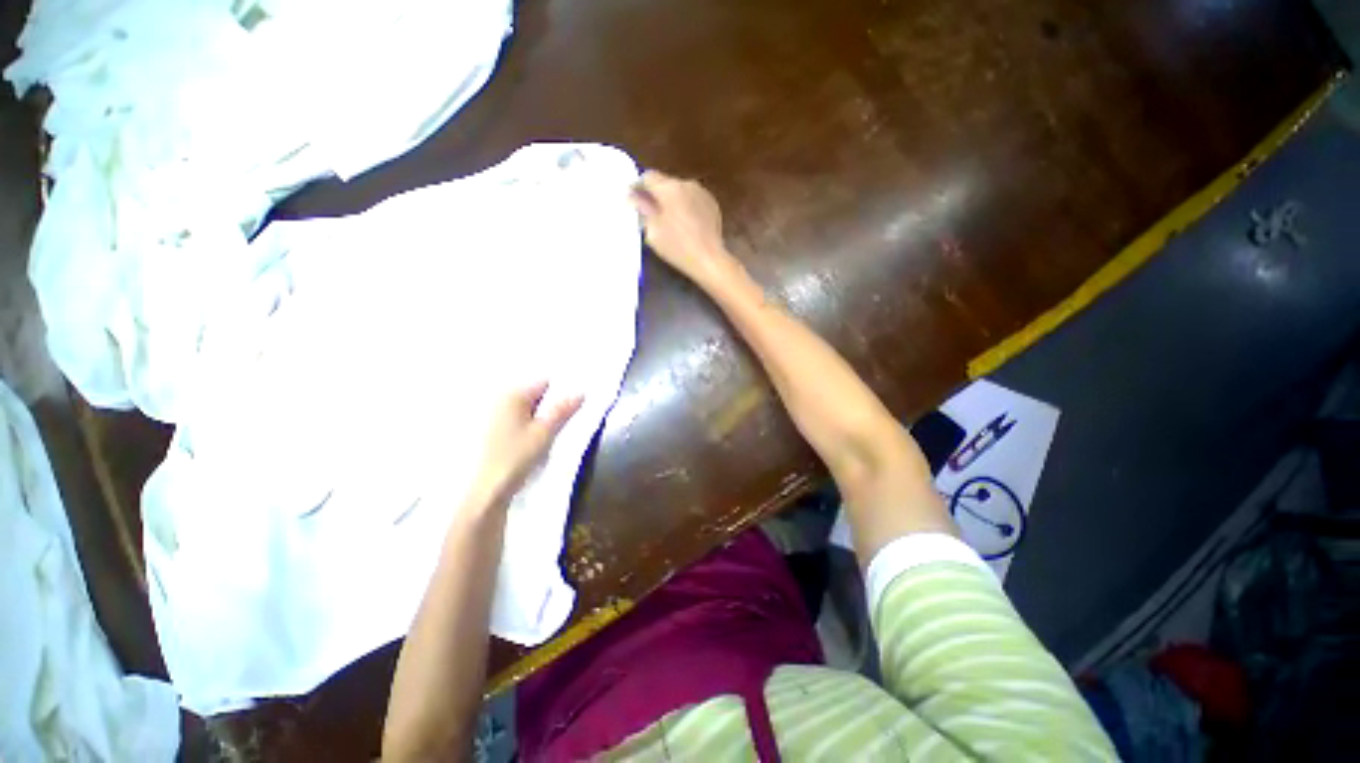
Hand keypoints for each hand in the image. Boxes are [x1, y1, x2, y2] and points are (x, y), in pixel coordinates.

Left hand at [472, 382, 582, 505]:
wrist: (484, 491)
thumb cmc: (515, 457)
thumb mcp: (545, 433)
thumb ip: (563, 410)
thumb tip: (580, 392)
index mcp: (512, 394)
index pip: (544, 383)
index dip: (560, 393)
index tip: (570, 408)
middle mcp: (497, 399)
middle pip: (532, 395)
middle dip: (548, 405)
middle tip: (561, 422)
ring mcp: (489, 416)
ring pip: (523, 410)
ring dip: (536, 417)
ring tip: (547, 434)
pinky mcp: (486, 433)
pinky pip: (512, 421)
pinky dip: (523, 427)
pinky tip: (530, 441)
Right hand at [631, 171, 733, 284]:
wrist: (709, 260)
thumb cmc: (677, 248)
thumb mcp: (653, 232)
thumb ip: (643, 210)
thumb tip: (635, 197)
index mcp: (670, 188)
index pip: (648, 177)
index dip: (637, 186)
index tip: (632, 198)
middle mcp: (687, 184)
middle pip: (665, 182)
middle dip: (655, 194)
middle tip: (648, 211)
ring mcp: (702, 193)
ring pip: (680, 190)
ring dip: (671, 200)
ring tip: (667, 219)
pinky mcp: (712, 204)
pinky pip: (693, 199)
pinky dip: (685, 206)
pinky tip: (684, 224)